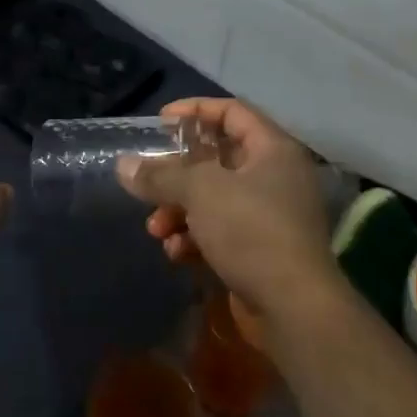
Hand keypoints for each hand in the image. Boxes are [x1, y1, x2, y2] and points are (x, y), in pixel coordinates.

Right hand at [118, 99, 339, 320]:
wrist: (293, 307)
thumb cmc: (251, 231)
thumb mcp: (200, 192)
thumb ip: (161, 174)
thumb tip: (124, 165)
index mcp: (272, 150)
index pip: (232, 112)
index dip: (195, 110)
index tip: (160, 122)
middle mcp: (275, 177)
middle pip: (217, 159)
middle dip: (177, 174)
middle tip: (149, 182)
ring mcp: (270, 215)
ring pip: (214, 199)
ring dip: (179, 210)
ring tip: (156, 229)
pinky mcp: (261, 249)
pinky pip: (220, 231)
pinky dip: (195, 237)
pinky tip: (176, 252)